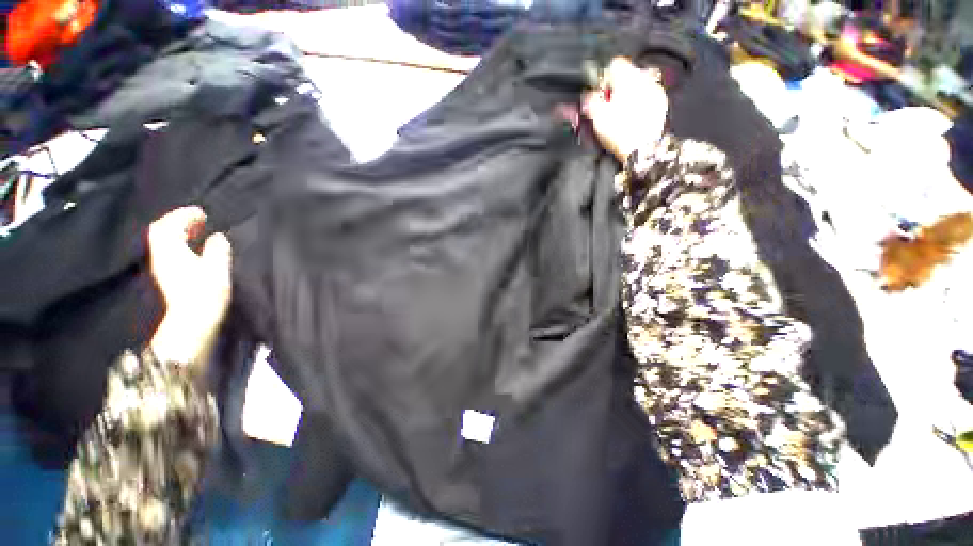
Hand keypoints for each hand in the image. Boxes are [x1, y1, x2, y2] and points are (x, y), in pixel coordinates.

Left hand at [148, 207, 231, 366]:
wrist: (192, 321)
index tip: (201, 211)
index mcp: (171, 251)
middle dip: (178, 220)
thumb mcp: (216, 269)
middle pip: (162, 231)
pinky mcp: (167, 275)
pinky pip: (168, 251)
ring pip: (164, 241)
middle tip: (198, 217)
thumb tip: (218, 236)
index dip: (183, 215)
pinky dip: (178, 243)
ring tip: (196, 229)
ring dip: (178, 231)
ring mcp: (162, 266)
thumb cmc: (205, 294)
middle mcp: (162, 256)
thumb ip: (217, 250)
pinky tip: (192, 246)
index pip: (169, 225)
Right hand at [582, 57, 668, 163]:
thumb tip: (587, 94)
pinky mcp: (660, 104)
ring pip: (638, 85)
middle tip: (607, 104)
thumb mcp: (597, 116)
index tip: (599, 90)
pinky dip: (638, 102)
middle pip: (627, 74)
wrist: (642, 149)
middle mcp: (644, 79)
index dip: (603, 77)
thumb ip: (590, 100)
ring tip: (619, 111)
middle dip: (616, 86)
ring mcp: (655, 91)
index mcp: (627, 78)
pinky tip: (631, 116)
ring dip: (628, 93)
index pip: (614, 63)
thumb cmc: (620, 132)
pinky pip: (647, 96)